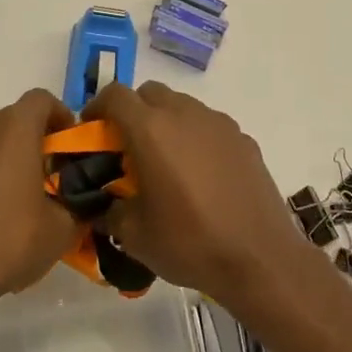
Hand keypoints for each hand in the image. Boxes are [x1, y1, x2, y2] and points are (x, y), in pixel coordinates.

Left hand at [0, 89, 82, 306]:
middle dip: (37, 143)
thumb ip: (79, 205)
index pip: (43, 100)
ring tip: (22, 199)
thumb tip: (85, 203)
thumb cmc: (9, 239)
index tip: (72, 149)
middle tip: (53, 179)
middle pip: (16, 121)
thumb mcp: (62, 228)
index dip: (62, 119)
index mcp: (13, 126)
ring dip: (9, 159)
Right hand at [81, 81, 317, 307]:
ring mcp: (218, 123)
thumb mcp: (133, 235)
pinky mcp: (243, 138)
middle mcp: (184, 114)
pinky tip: (201, 175)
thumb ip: (109, 210)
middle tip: (128, 147)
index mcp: (150, 129)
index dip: (97, 107)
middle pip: (149, 93)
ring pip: (182, 106)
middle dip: (133, 111)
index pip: (115, 95)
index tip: (92, 130)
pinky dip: (196, 138)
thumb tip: (102, 204)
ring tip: (166, 162)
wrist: (259, 258)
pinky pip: (209, 126)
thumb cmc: (189, 242)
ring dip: (166, 122)